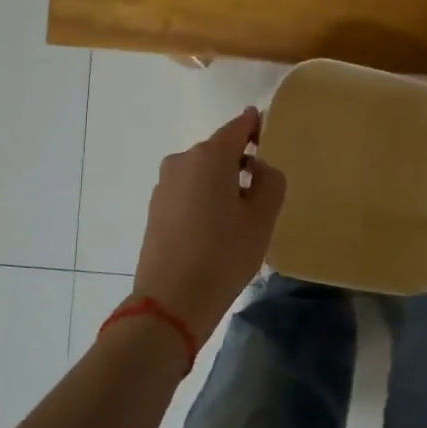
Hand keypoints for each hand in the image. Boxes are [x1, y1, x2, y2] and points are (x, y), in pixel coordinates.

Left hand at [131, 108, 287, 346]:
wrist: (171, 301)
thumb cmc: (224, 255)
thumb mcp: (262, 218)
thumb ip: (270, 181)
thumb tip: (259, 168)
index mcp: (210, 156)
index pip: (239, 126)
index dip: (256, 126)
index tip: (270, 135)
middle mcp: (183, 160)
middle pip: (219, 150)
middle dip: (240, 162)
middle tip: (262, 192)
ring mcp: (165, 184)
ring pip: (202, 172)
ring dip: (221, 183)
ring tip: (239, 218)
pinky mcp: (156, 207)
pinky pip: (188, 191)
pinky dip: (204, 199)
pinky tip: (215, 231)